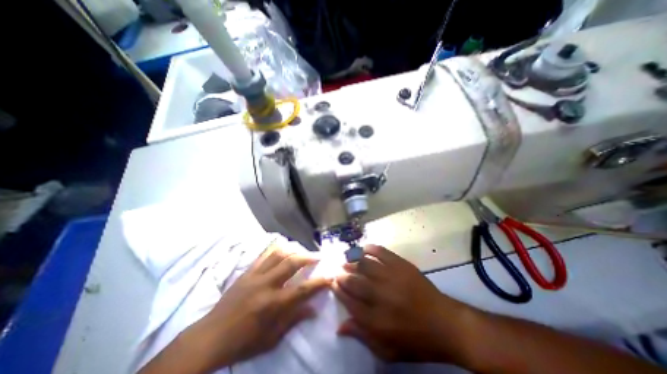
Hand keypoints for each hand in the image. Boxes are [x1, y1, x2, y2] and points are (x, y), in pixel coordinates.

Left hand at [173, 242, 330, 372]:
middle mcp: (266, 285)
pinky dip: (276, 249)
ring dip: (293, 250)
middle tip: (317, 257)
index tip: (330, 277)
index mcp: (273, 304)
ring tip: (302, 251)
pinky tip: (282, 248)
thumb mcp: (271, 338)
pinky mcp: (247, 272)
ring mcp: (255, 275)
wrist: (210, 337)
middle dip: (308, 258)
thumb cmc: (243, 342)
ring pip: (278, 253)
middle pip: (292, 263)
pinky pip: (264, 255)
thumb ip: (294, 320)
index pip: (303, 289)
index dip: (319, 282)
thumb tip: (314, 309)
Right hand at [334, 244, 479, 363]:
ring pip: (365, 265)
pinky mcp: (402, 266)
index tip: (333, 283)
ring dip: (353, 261)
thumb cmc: (416, 340)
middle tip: (338, 271)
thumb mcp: (388, 350)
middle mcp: (381, 296)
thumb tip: (339, 327)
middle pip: (354, 282)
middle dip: (343, 275)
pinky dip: (371, 249)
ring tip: (347, 259)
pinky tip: (364, 249)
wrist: (446, 324)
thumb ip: (362, 336)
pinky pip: (382, 253)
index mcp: (376, 320)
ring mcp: (392, 278)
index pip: (349, 301)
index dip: (338, 290)